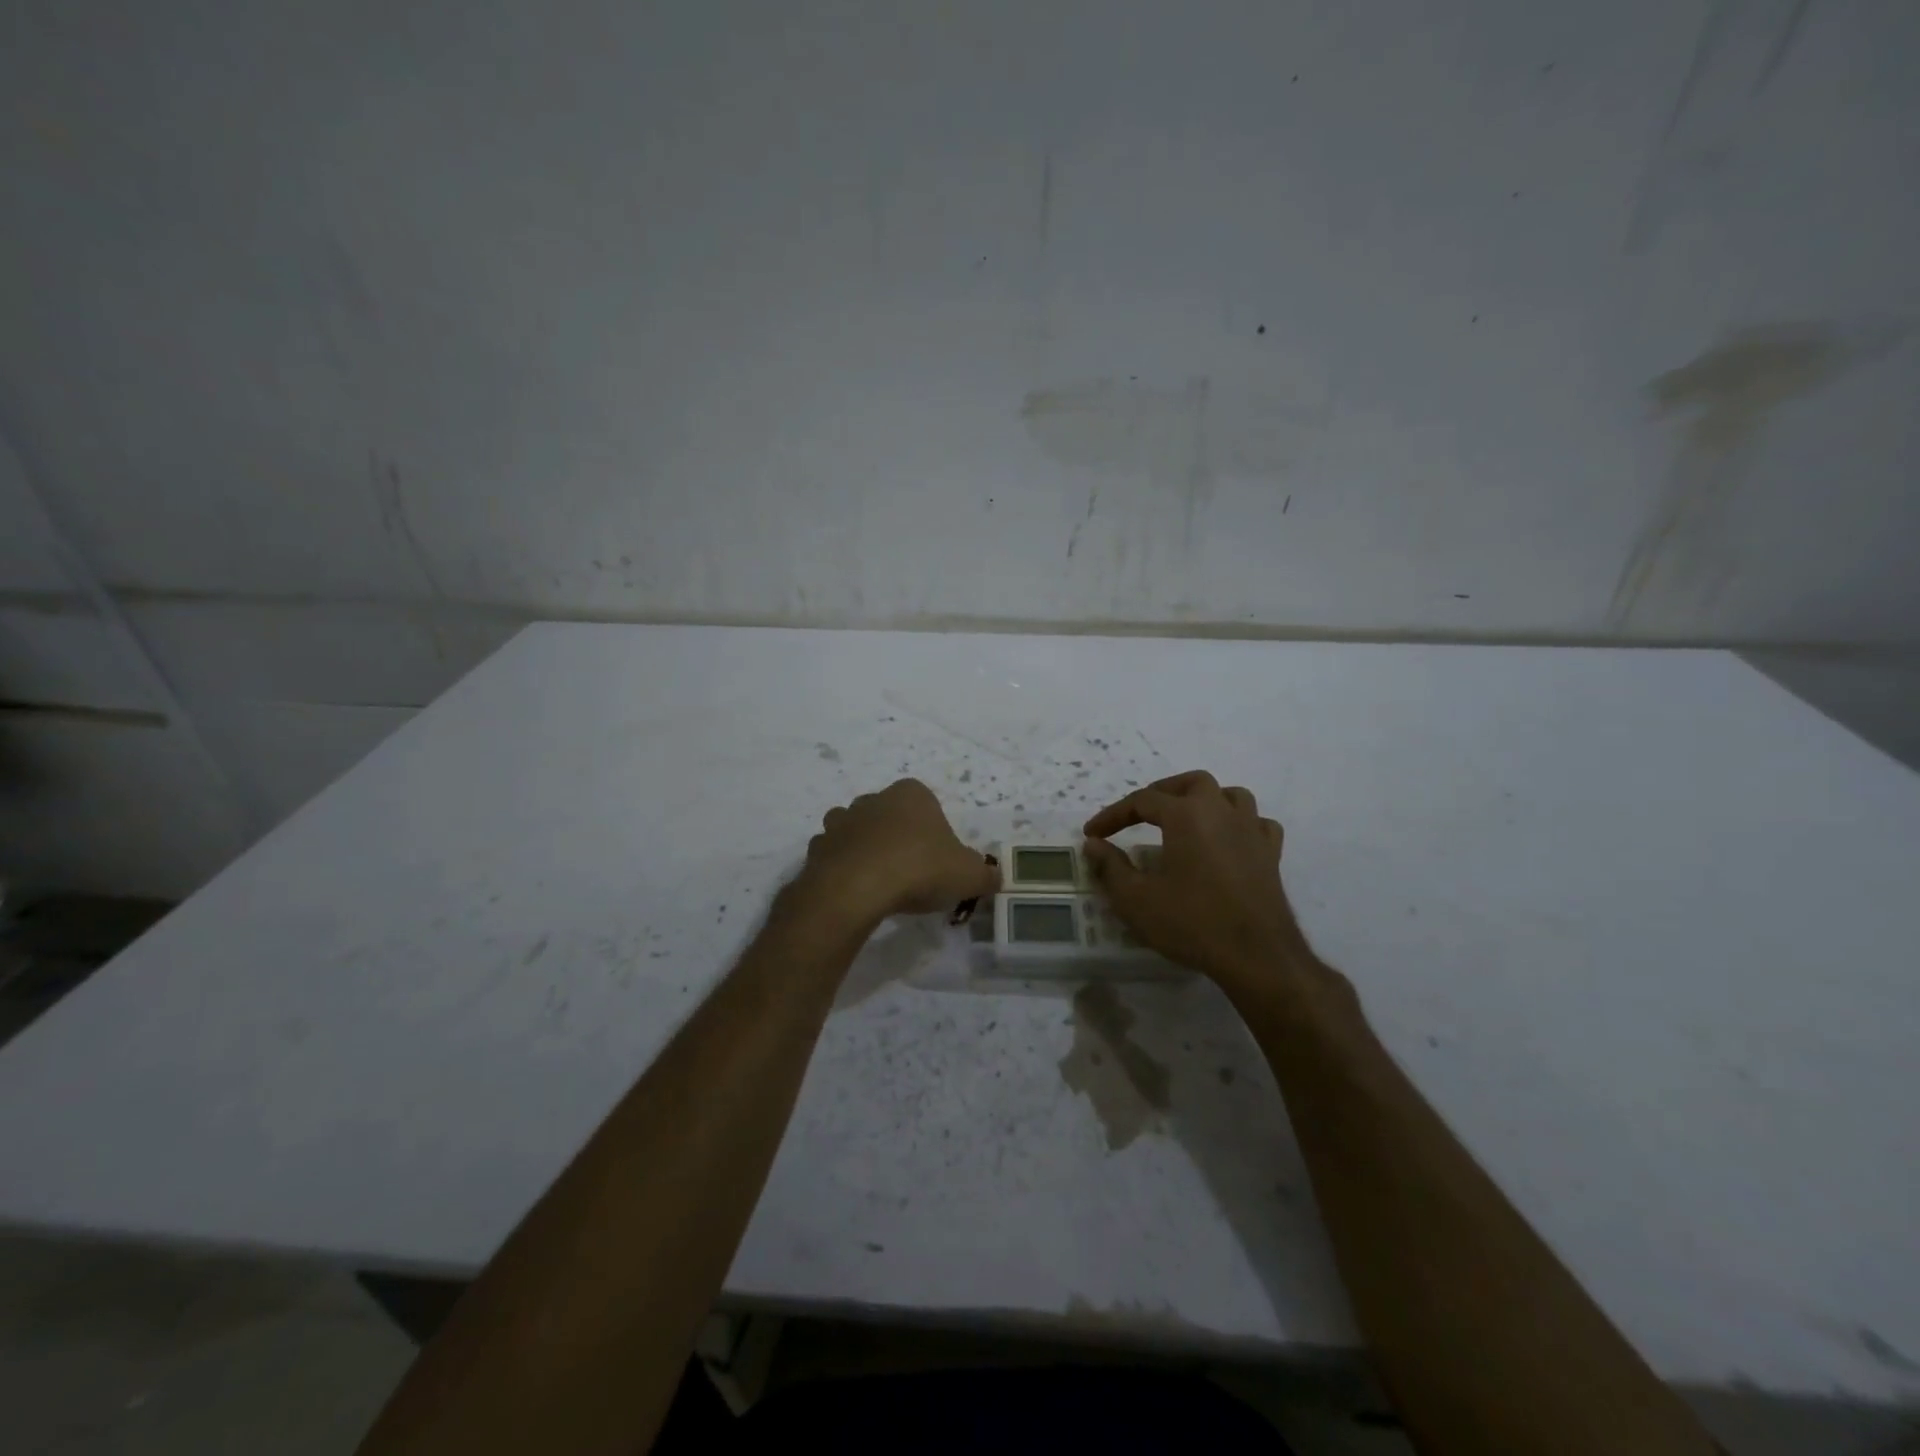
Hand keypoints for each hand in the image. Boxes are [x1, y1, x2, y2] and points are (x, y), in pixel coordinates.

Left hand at [800, 779, 998, 921]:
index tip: (938, 860)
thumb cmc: (919, 869)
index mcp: (911, 794)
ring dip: (867, 849)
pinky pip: (834, 855)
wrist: (856, 889)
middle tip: (912, 874)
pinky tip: (855, 892)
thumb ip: (985, 875)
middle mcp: (874, 799)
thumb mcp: (968, 875)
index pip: (926, 803)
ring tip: (881, 883)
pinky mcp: (818, 847)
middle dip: (899, 837)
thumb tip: (995, 878)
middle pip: (890, 815)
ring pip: (857, 831)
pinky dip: (842, 868)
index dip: (934, 831)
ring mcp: (841, 821)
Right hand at [1082, 770, 1317, 995]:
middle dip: (1162, 792)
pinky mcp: (1271, 855)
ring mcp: (1252, 831)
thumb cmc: (1191, 923)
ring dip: (1205, 800)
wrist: (1256, 957)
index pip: (1142, 800)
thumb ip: (1110, 866)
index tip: (1092, 834)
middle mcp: (1221, 811)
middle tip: (1140, 814)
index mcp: (1186, 815)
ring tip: (1186, 819)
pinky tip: (1229, 840)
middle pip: (1191, 783)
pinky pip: (1258, 823)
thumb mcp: (1136, 899)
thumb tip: (1093, 844)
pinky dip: (1240, 824)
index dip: (1113, 815)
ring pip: (1231, 795)